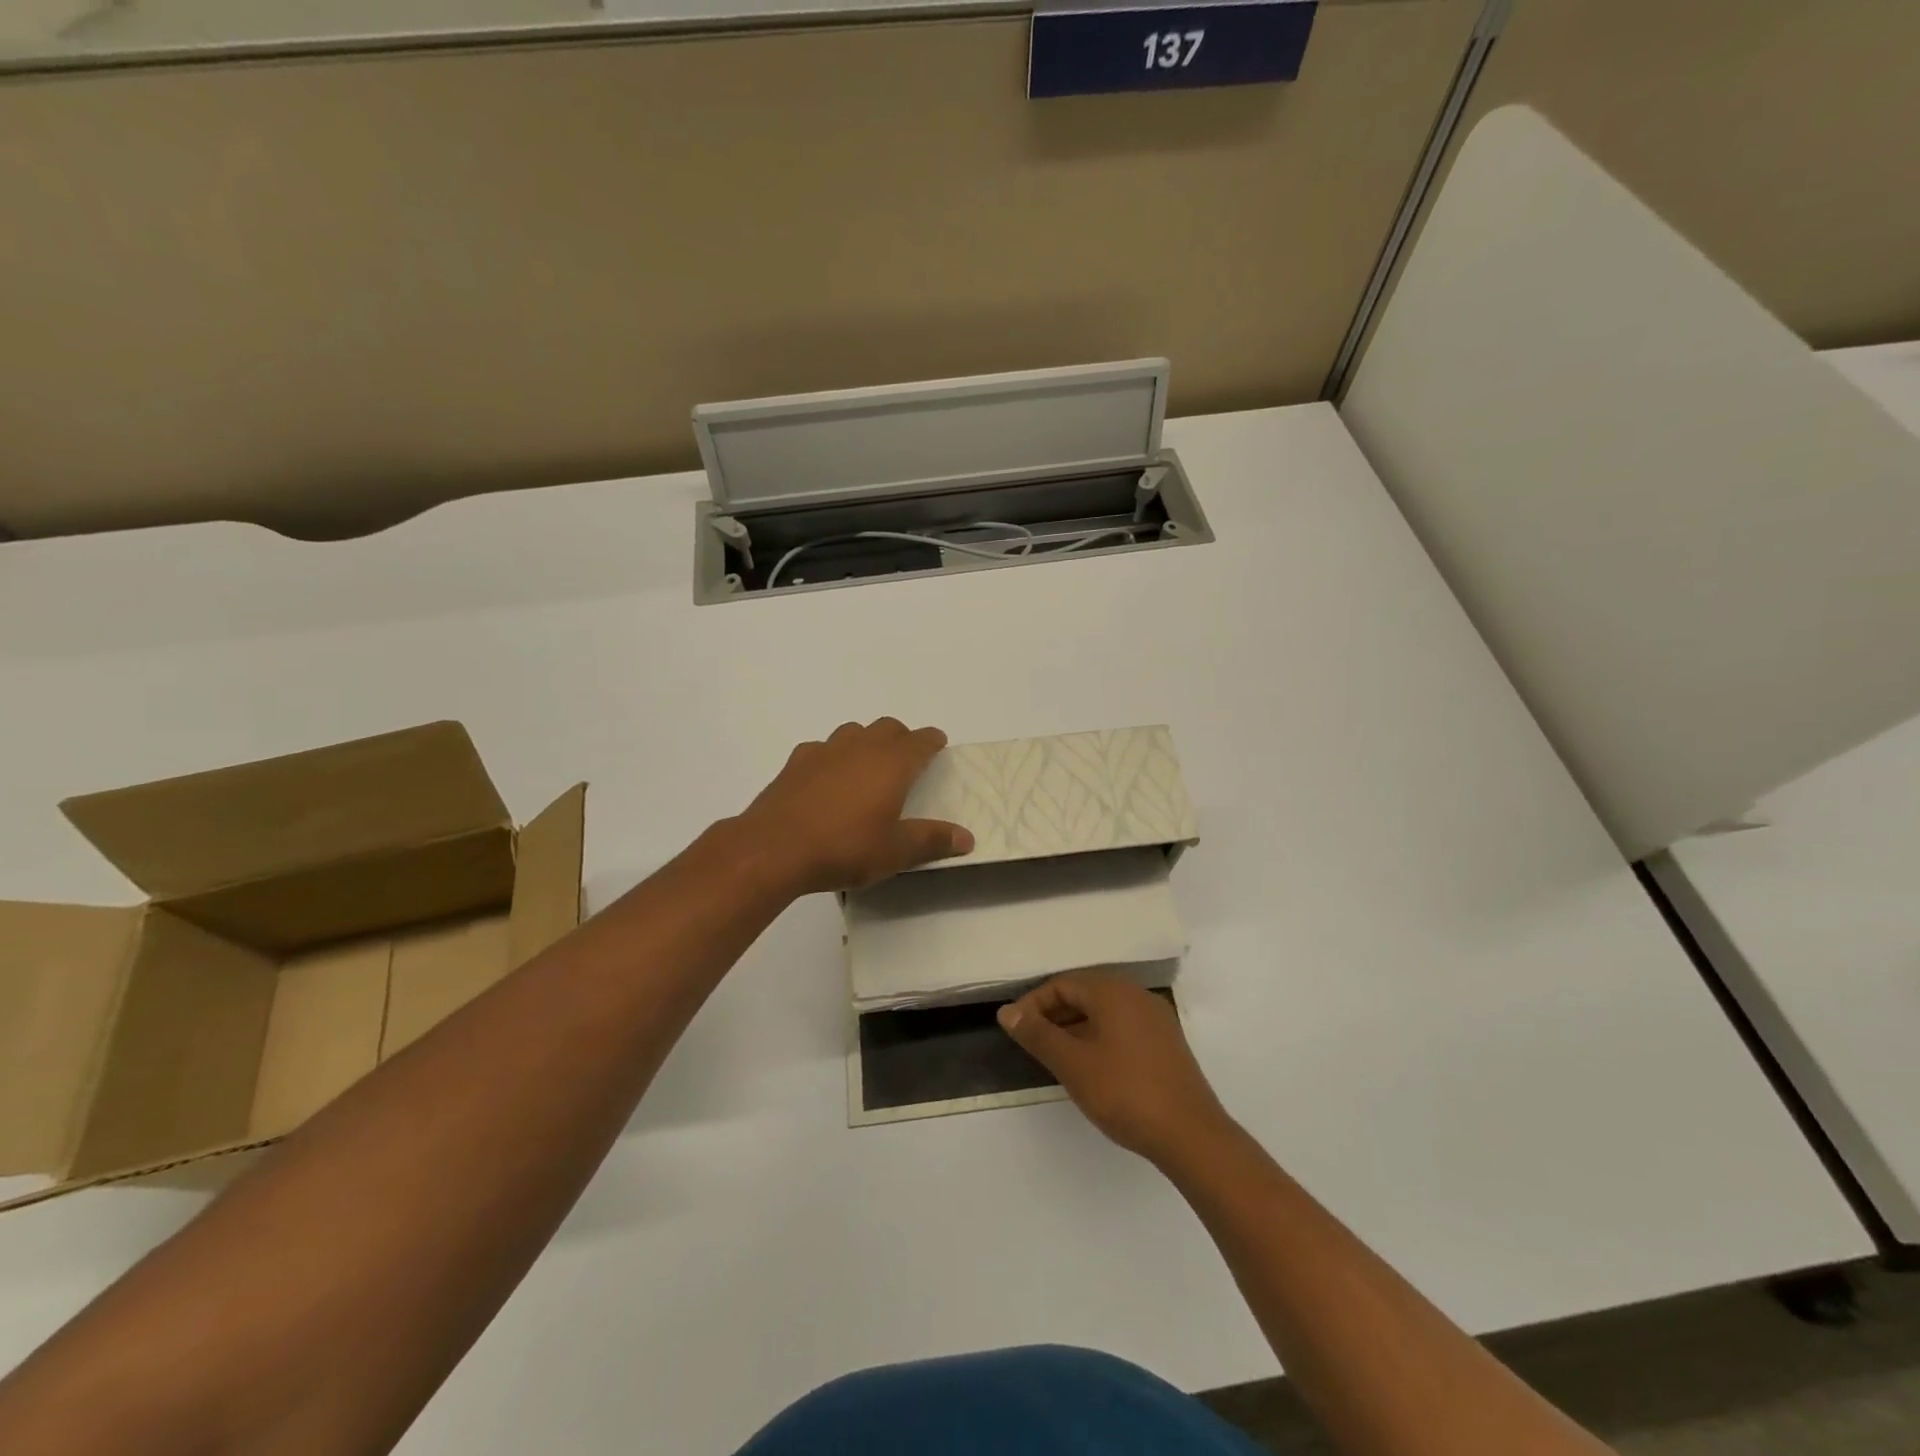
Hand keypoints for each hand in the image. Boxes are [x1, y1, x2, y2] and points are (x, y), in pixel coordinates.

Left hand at [737, 718, 973, 894]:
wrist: (775, 848)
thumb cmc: (844, 848)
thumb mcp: (895, 852)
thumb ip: (932, 840)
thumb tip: (967, 837)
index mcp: (891, 764)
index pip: (920, 741)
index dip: (932, 740)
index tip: (938, 743)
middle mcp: (861, 747)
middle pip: (887, 728)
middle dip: (901, 738)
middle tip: (907, 758)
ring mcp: (825, 751)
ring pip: (853, 732)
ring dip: (867, 742)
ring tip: (868, 766)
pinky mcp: (796, 762)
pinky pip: (822, 748)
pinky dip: (833, 756)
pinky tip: (828, 778)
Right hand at [998, 971, 1233, 1165]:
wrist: (1191, 1135)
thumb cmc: (1125, 1093)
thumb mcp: (1073, 1065)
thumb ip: (1037, 1034)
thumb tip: (1007, 1011)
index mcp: (1113, 992)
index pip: (1062, 983)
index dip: (1034, 1004)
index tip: (1015, 1031)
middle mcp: (1136, 995)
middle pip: (1085, 992)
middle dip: (1054, 1014)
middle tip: (1032, 1043)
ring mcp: (1155, 1018)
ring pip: (1104, 1011)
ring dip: (1075, 1026)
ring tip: (1056, 1056)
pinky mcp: (1166, 1042)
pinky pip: (1123, 1026)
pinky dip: (1099, 1036)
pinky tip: (1091, 1066)